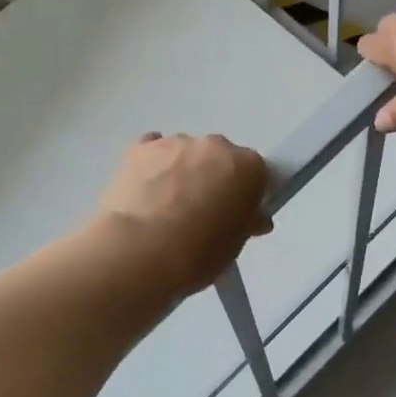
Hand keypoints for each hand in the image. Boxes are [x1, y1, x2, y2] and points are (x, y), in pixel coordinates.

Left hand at [94, 133, 271, 296]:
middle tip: (201, 213)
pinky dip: (153, 165)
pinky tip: (146, 189)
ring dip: (182, 172)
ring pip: (185, 153)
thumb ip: (247, 222)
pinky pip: (152, 150)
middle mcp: (215, 146)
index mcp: (248, 167)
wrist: (141, 252)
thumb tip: (252, 218)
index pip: (256, 174)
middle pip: (220, 159)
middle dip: (214, 179)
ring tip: (165, 208)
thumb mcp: (236, 245)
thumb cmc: (200, 253)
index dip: (246, 195)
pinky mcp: (139, 148)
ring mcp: (175, 143)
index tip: (235, 215)